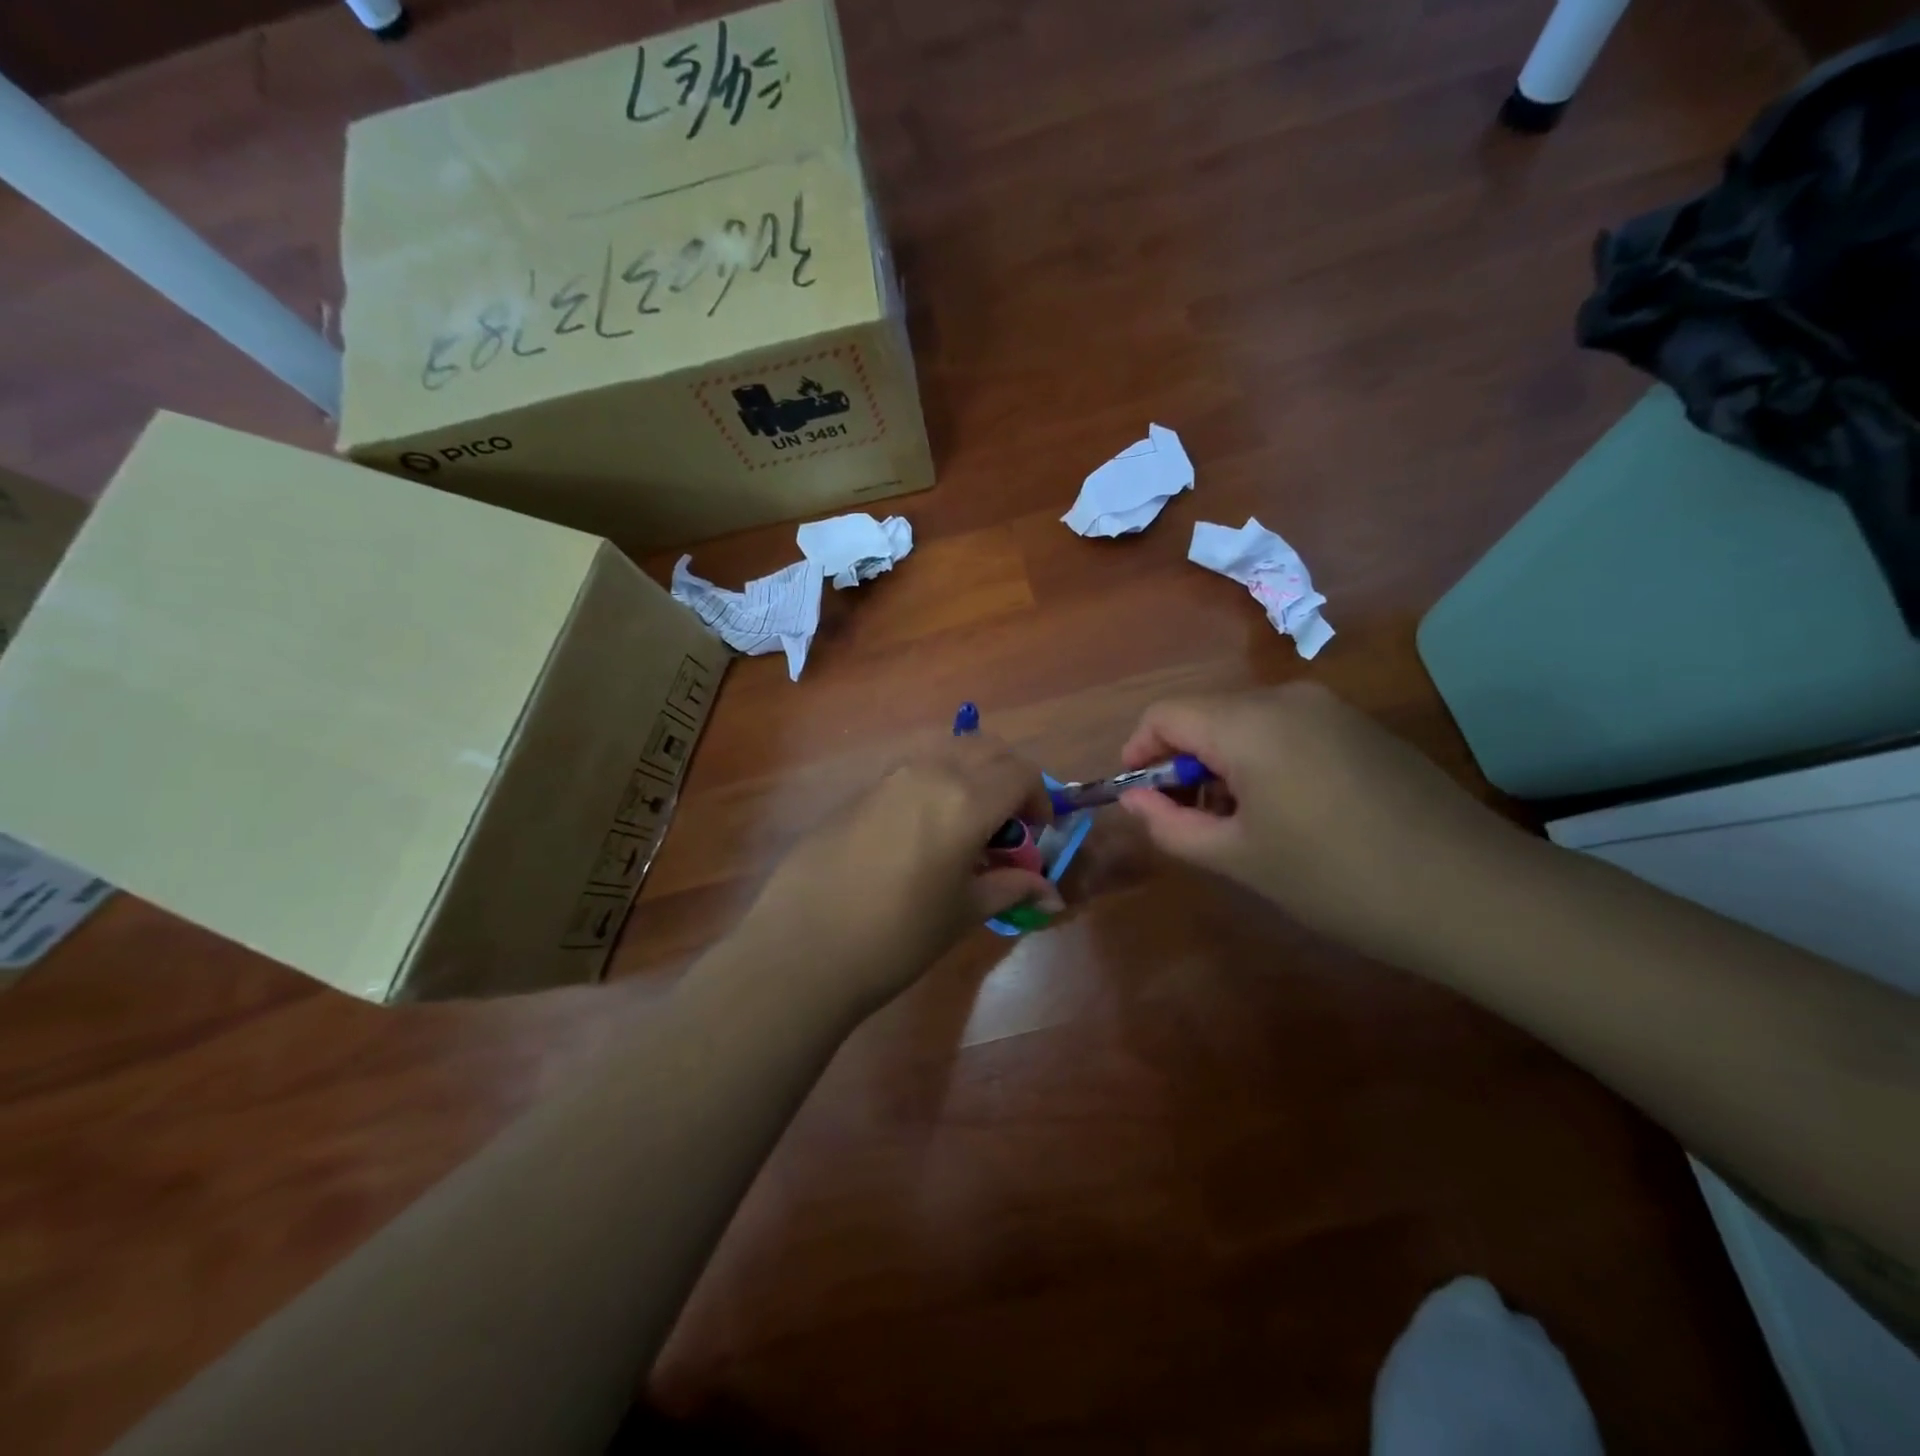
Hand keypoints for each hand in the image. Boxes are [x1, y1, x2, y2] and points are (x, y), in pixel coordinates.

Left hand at [737, 736, 1061, 1018]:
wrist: (803, 946)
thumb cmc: (897, 936)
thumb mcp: (963, 913)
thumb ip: (1009, 888)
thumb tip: (1050, 893)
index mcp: (966, 800)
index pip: (1021, 773)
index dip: (1039, 798)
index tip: (1037, 833)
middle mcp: (930, 772)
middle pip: (987, 748)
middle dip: (1009, 777)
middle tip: (1008, 823)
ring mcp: (889, 776)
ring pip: (947, 750)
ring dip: (971, 773)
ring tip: (966, 824)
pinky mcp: (859, 790)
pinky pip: (912, 769)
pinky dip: (935, 782)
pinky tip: (922, 831)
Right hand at [1117, 683, 1531, 963]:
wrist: (1474, 893)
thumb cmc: (1338, 878)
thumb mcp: (1239, 859)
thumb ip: (1171, 825)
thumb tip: (1134, 800)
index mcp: (1250, 724)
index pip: (1165, 714)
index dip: (1139, 752)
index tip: (1141, 799)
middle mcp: (1288, 699)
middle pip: (1206, 716)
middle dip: (1183, 764)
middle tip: (1190, 822)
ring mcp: (1332, 710)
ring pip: (1246, 724)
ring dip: (1222, 766)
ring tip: (1238, 826)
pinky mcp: (1362, 729)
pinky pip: (1288, 731)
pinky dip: (1263, 762)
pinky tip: (1289, 814)